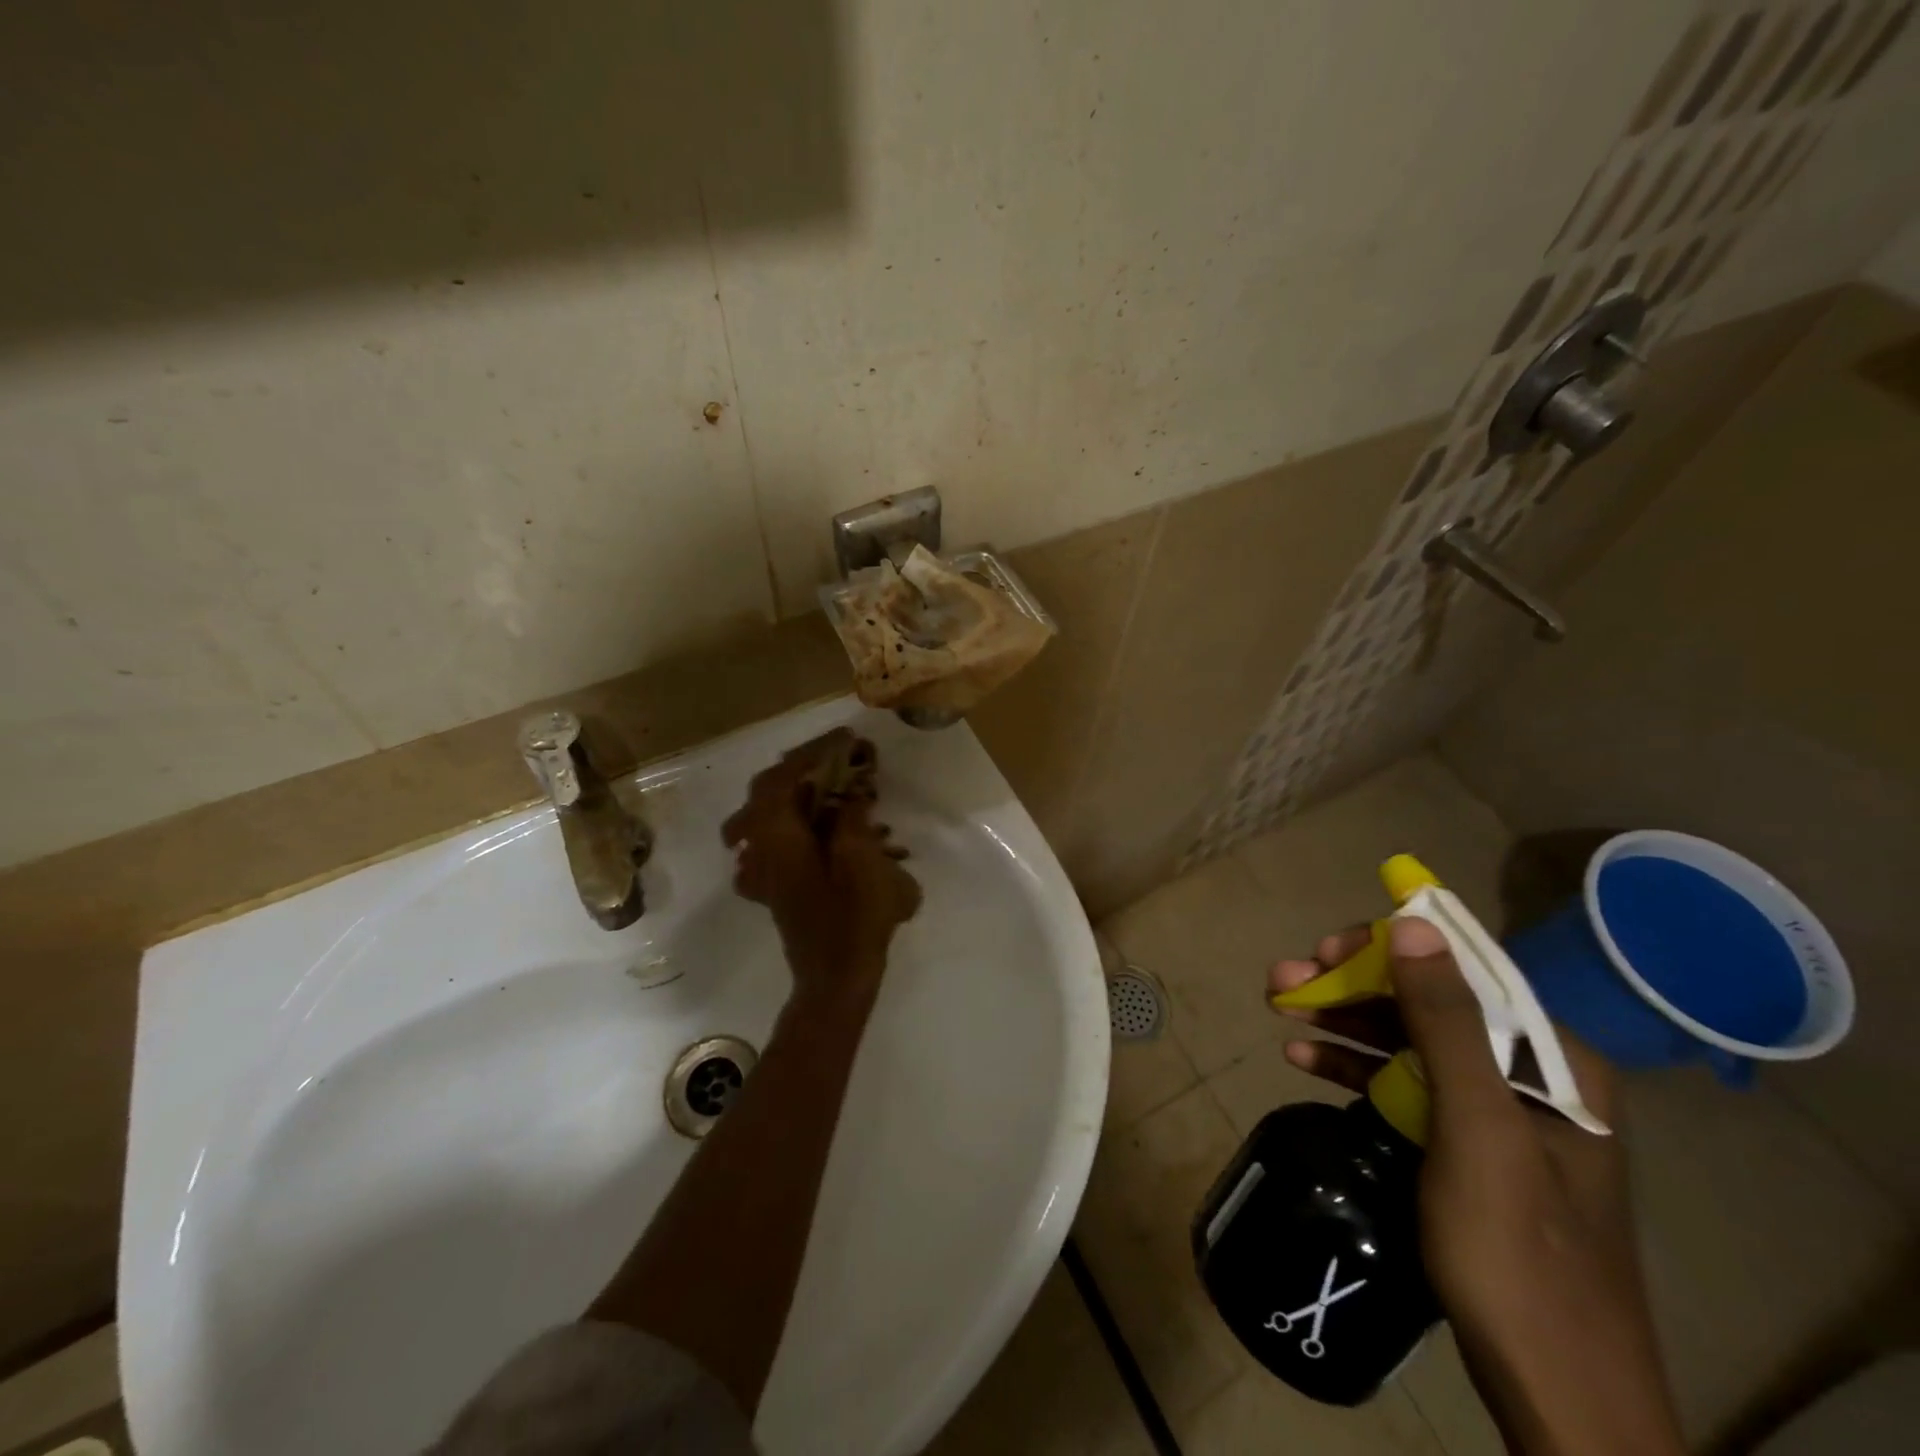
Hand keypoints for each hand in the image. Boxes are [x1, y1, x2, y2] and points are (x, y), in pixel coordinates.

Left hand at [723, 728, 921, 1001]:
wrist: (836, 979)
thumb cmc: (852, 919)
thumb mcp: (861, 860)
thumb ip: (851, 818)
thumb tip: (848, 794)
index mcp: (777, 837)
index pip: (783, 777)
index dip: (813, 753)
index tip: (845, 740)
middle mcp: (761, 847)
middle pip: (769, 791)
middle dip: (803, 768)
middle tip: (838, 758)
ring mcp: (764, 868)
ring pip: (770, 814)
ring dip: (800, 793)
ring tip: (835, 785)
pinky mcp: (776, 884)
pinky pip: (778, 839)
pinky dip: (799, 822)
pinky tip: (825, 828)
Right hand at [1269, 918, 1683, 1455]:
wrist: (1555, 1394)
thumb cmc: (1518, 1252)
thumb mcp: (1478, 1127)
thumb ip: (1446, 1021)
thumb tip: (1413, 922)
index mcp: (1555, 1061)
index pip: (1464, 972)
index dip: (1389, 950)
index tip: (1324, 949)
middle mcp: (1530, 1076)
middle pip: (1427, 1006)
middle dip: (1352, 988)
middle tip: (1283, 981)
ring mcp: (1498, 1115)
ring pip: (1407, 1043)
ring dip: (1343, 1023)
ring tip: (1280, 1009)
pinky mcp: (1467, 1148)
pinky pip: (1404, 1086)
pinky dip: (1354, 1068)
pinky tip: (1304, 1058)